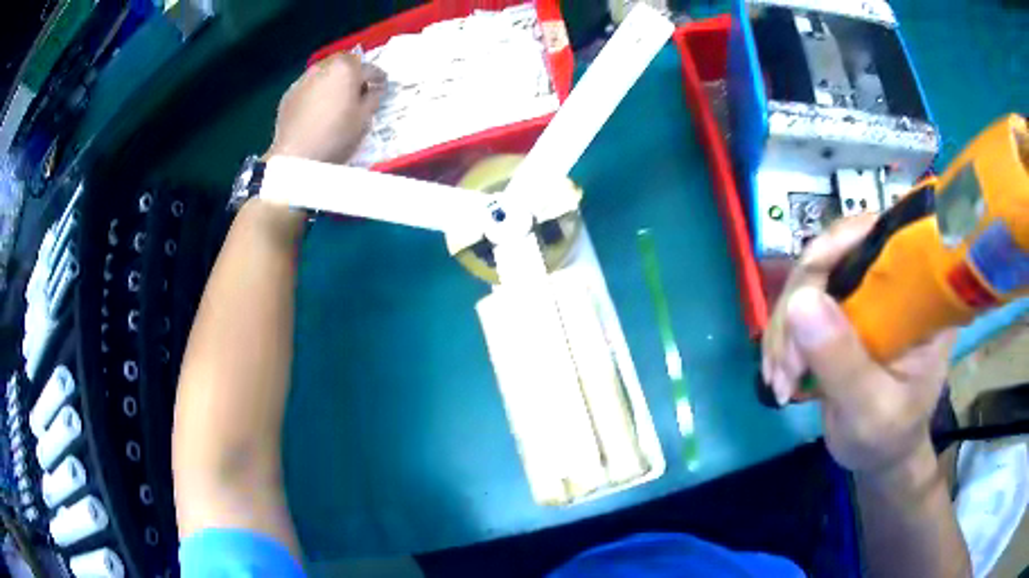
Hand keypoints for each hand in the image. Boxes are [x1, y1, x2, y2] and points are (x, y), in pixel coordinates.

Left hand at [266, 53, 385, 163]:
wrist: (295, 156)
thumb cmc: (336, 135)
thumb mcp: (364, 119)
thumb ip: (373, 99)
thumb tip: (374, 90)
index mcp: (346, 68)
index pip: (370, 68)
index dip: (379, 78)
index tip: (382, 88)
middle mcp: (324, 67)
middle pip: (344, 65)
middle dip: (354, 75)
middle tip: (359, 92)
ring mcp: (303, 79)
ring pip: (325, 74)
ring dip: (334, 82)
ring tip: (337, 100)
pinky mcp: (289, 94)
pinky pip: (309, 88)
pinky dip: (317, 93)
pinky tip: (318, 110)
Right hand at [762, 216, 954, 474]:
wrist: (880, 454)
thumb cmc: (889, 436)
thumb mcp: (871, 410)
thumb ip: (843, 362)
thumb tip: (800, 301)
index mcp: (920, 293)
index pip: (884, 236)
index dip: (841, 244)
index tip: (805, 293)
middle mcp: (893, 280)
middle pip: (835, 254)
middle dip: (800, 306)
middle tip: (786, 366)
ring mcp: (865, 293)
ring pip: (810, 279)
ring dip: (786, 329)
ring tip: (781, 380)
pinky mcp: (842, 310)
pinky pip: (800, 304)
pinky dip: (782, 338)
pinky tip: (778, 373)